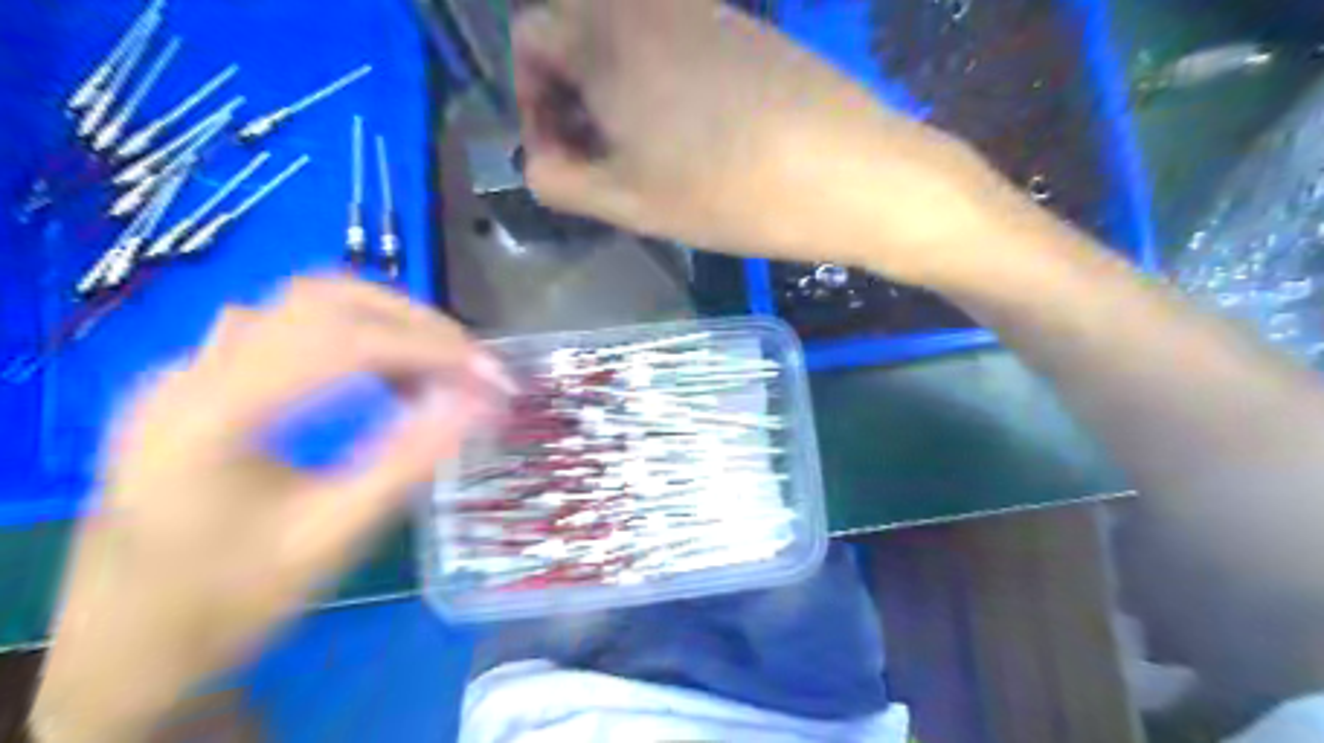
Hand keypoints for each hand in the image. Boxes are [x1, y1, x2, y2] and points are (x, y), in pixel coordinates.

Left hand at [33, 278, 510, 742]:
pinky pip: (285, 328)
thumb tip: (478, 404)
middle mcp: (192, 374)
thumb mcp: (331, 538)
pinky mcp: (199, 381)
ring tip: (434, 370)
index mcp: (212, 416)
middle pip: (321, 299)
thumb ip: (407, 462)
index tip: (489, 376)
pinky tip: (377, 376)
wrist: (121, 645)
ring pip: (303, 304)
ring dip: (383, 323)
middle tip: (469, 363)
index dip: (428, 348)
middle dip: (412, 322)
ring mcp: (188, 371)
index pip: (340, 343)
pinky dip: (349, 335)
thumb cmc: (227, 603)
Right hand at [509, 0, 1032, 285]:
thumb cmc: (728, 194)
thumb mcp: (630, 203)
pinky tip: (694, 135)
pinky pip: (674, 42)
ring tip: (648, 155)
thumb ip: (559, 180)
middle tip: (602, 160)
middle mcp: (649, 4)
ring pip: (627, 40)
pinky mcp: (743, 26)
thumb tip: (538, 159)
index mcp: (607, 36)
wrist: (850, 173)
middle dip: (571, 95)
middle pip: (575, 31)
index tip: (562, 153)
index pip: (529, 38)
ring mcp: (702, 9)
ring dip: (617, 92)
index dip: (530, 100)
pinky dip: (660, 82)